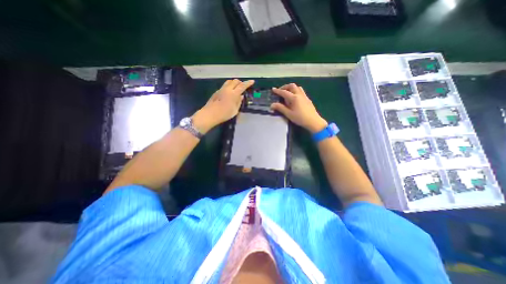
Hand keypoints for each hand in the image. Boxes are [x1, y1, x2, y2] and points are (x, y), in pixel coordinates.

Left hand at [191, 79, 252, 133]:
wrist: (210, 114)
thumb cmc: (224, 114)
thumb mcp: (235, 110)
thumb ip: (239, 102)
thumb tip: (241, 96)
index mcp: (234, 94)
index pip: (242, 86)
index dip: (248, 83)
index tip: (252, 81)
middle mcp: (227, 89)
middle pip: (235, 81)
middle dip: (240, 82)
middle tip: (243, 87)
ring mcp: (221, 89)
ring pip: (229, 81)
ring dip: (234, 83)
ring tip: (236, 88)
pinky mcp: (217, 91)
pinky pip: (224, 85)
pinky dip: (229, 86)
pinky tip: (228, 92)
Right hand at [271, 83, 326, 133]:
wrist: (313, 121)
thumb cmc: (300, 118)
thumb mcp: (288, 114)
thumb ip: (280, 108)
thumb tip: (272, 105)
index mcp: (294, 98)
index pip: (284, 92)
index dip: (278, 91)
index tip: (273, 89)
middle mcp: (299, 94)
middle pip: (292, 86)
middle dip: (285, 87)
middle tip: (281, 91)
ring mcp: (304, 96)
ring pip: (297, 87)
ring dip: (291, 88)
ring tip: (287, 94)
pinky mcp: (307, 99)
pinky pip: (301, 91)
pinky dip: (295, 91)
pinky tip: (294, 98)